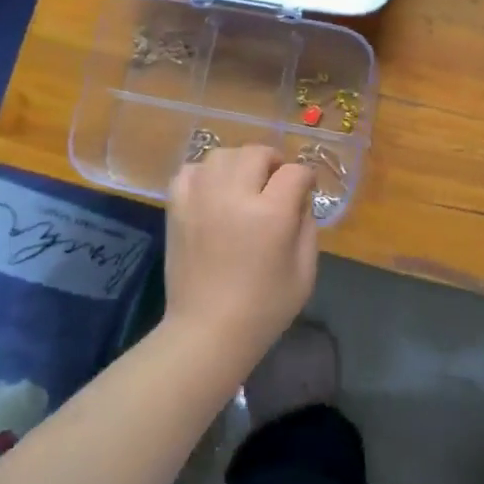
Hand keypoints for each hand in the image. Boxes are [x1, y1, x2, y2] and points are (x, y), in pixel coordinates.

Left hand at [165, 145, 317, 364]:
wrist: (208, 330)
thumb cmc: (264, 308)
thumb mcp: (305, 272)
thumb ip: (307, 226)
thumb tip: (299, 199)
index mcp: (270, 214)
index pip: (294, 172)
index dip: (305, 178)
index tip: (305, 190)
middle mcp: (233, 196)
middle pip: (256, 153)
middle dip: (273, 163)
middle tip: (276, 184)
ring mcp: (200, 198)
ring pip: (222, 155)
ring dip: (239, 163)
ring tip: (244, 185)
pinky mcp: (177, 207)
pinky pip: (190, 170)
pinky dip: (205, 174)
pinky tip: (214, 191)